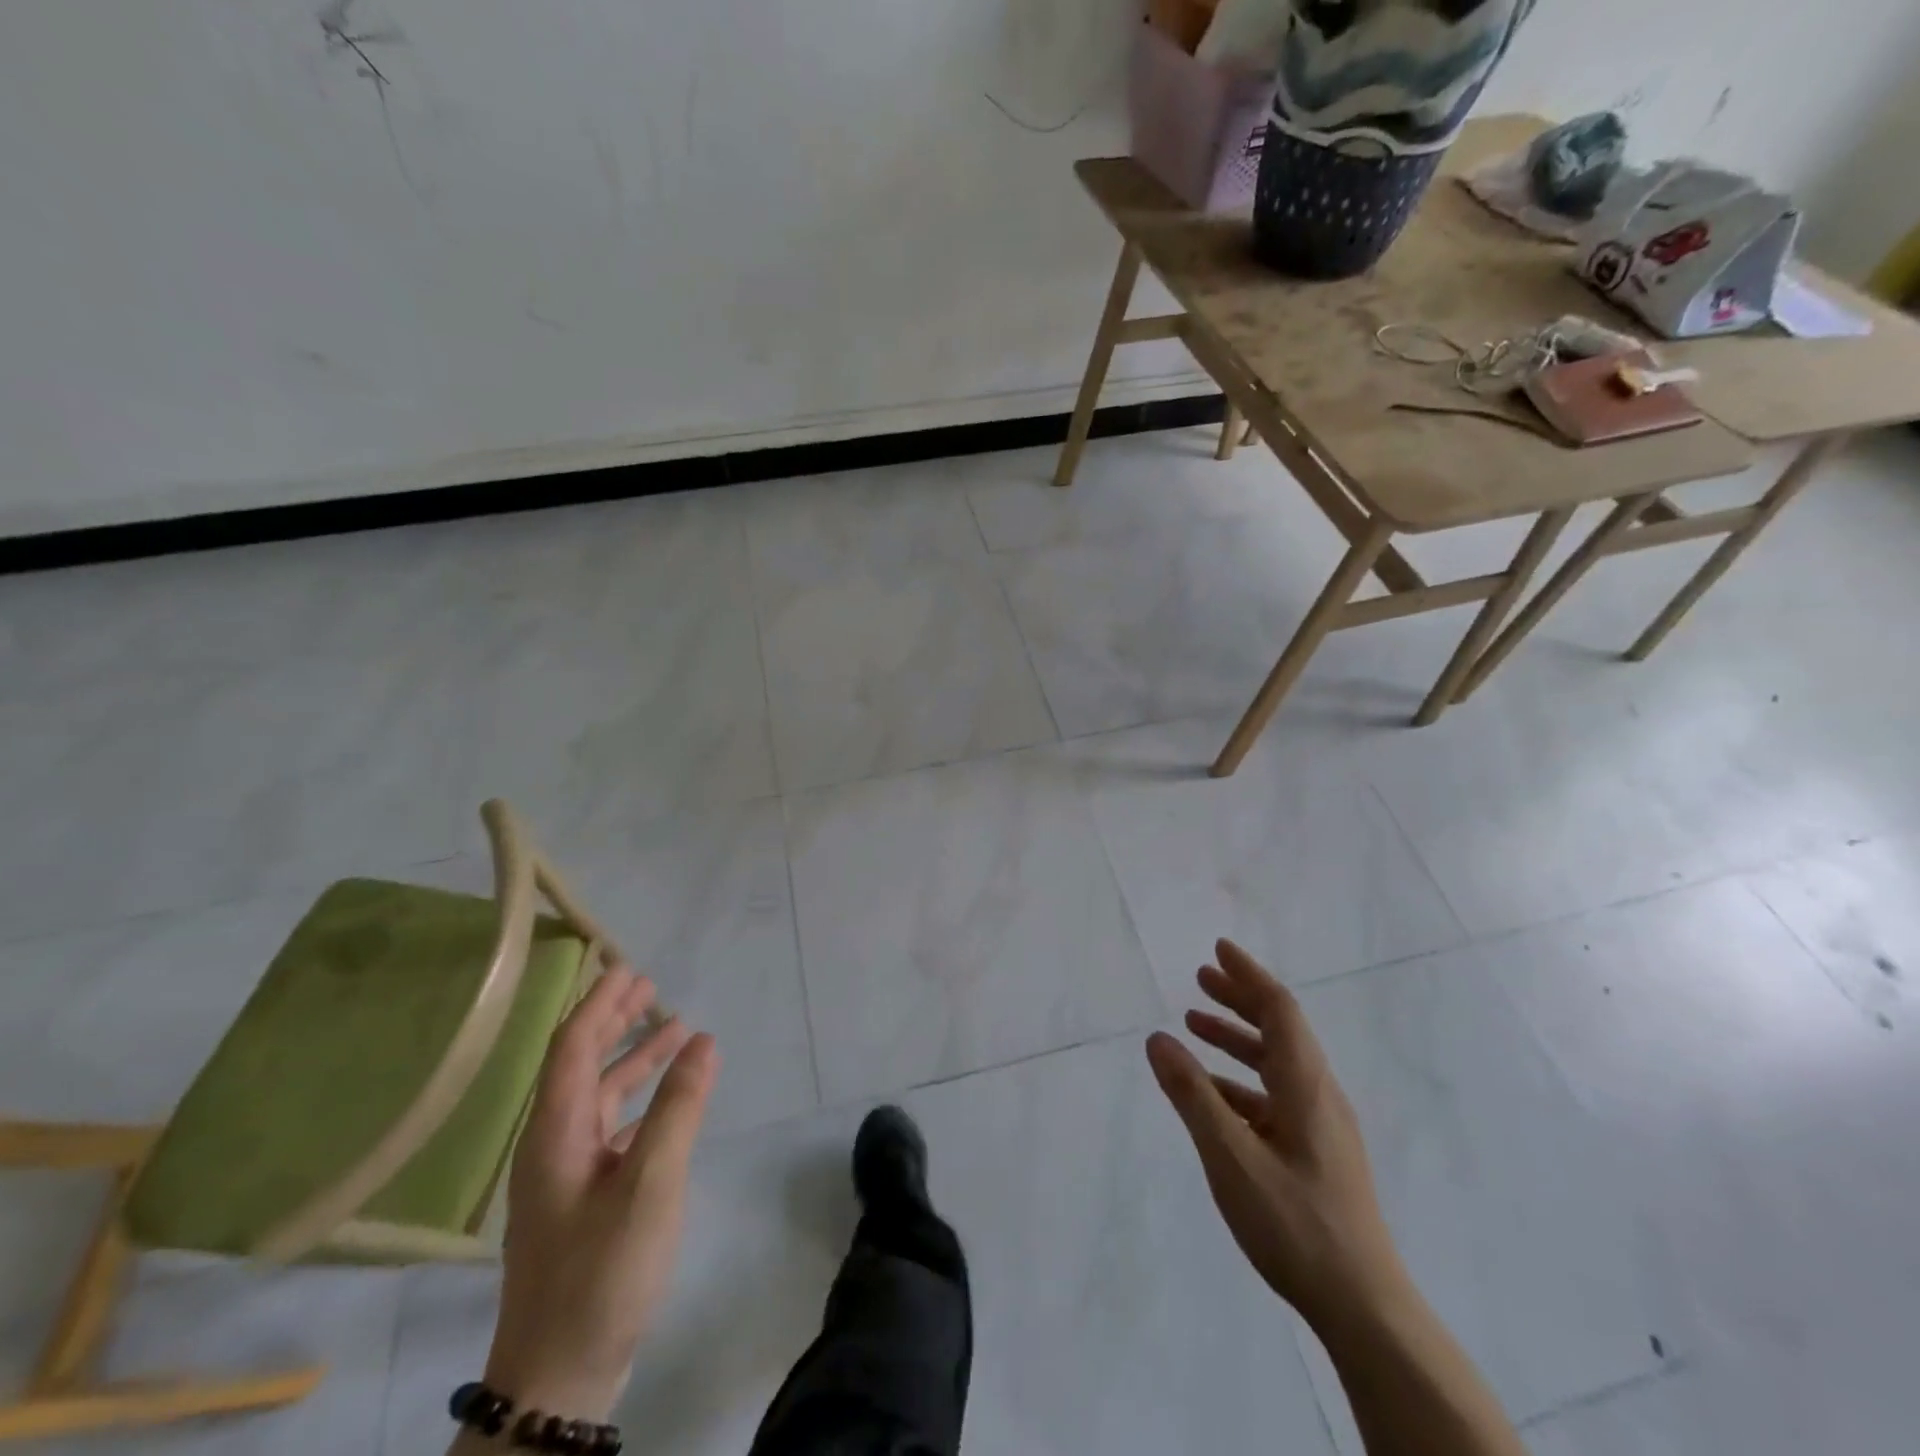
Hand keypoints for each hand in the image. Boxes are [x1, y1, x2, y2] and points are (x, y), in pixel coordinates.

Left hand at [484, 965, 717, 1421]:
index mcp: (555, 1132)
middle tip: (648, 985)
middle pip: (580, 1064)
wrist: (559, 1378)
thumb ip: (679, 1107)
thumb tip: (703, 1041)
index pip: (573, 1046)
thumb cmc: (602, 1271)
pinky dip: (639, 1100)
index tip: (628, 967)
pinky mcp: (582, 1199)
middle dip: (613, 1021)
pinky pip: (610, 1127)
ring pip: (597, 1096)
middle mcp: (553, 1144)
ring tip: (673, 1028)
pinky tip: (666, 1098)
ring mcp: (565, 1175)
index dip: (599, 1003)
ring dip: (632, 1059)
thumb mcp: (651, 1183)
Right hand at [1145, 940, 1408, 1336]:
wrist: (1364, 1307)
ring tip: (1195, 1025)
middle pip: (1280, 1030)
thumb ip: (1192, 1095)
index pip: (1280, 1010)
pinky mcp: (1316, 1155)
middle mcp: (1318, 1095)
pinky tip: (1211, 1094)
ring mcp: (1321, 1128)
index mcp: (1306, 1085)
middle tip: (1200, 979)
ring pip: (1275, 1064)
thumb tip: (1158, 1039)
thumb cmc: (1295, 1223)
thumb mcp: (1231, 1156)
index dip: (1248, 976)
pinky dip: (1240, 1081)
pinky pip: (1273, 1097)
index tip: (1219, 950)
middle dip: (1239, 999)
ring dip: (1237, 1039)